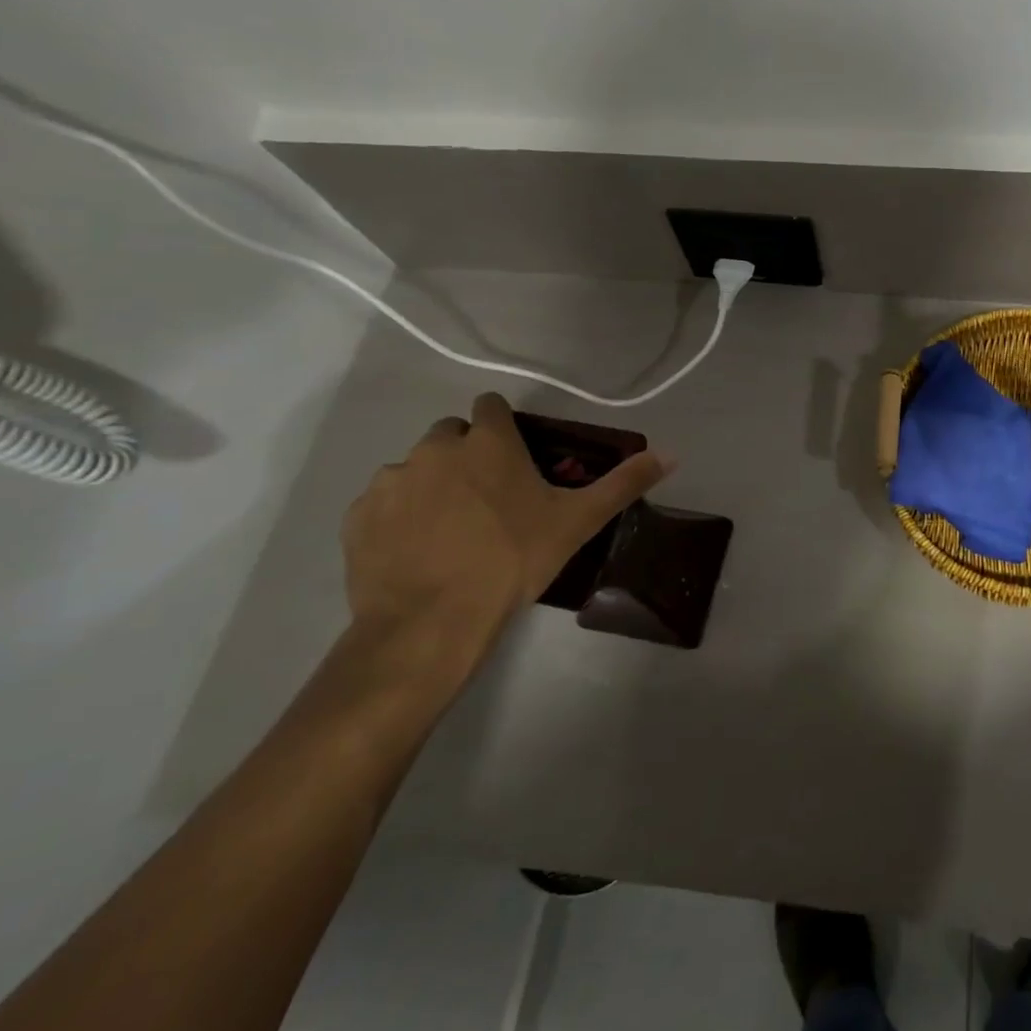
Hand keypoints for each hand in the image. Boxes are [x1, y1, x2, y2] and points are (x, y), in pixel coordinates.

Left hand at [341, 392, 671, 678]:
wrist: (431, 623)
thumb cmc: (513, 560)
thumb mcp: (578, 522)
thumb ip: (624, 483)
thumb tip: (671, 454)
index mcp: (487, 442)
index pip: (491, 406)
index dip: (503, 427)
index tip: (515, 458)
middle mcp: (435, 449)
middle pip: (451, 435)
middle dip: (468, 455)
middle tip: (489, 499)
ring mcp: (391, 481)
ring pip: (415, 468)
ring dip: (433, 485)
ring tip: (450, 531)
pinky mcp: (359, 516)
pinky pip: (382, 503)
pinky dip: (398, 517)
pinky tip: (416, 550)